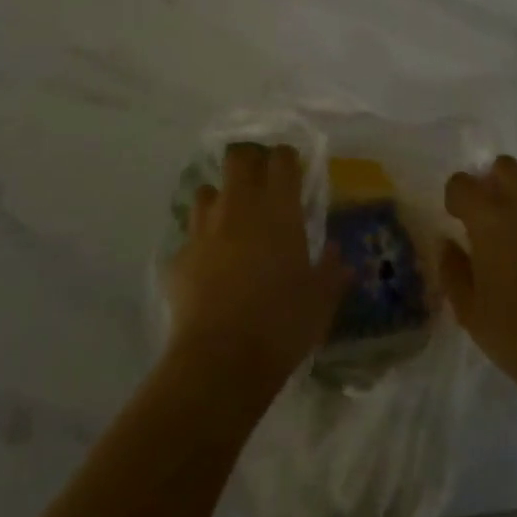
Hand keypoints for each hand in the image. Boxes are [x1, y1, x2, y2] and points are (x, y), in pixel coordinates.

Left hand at [165, 143, 350, 394]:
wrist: (222, 359)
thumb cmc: (283, 322)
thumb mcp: (321, 299)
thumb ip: (330, 270)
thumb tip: (338, 254)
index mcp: (278, 208)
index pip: (281, 158)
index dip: (286, 159)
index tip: (292, 171)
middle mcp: (239, 206)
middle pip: (238, 158)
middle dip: (249, 162)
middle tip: (260, 182)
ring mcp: (203, 229)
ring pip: (206, 191)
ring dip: (219, 200)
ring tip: (230, 222)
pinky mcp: (179, 257)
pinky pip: (189, 238)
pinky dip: (200, 245)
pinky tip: (208, 267)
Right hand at [441, 156, 516, 413]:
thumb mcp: (469, 311)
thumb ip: (452, 269)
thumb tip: (448, 243)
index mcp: (490, 219)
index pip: (463, 183)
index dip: (455, 197)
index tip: (456, 219)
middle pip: (505, 166)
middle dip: (491, 181)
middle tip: (486, 215)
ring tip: (516, 233)